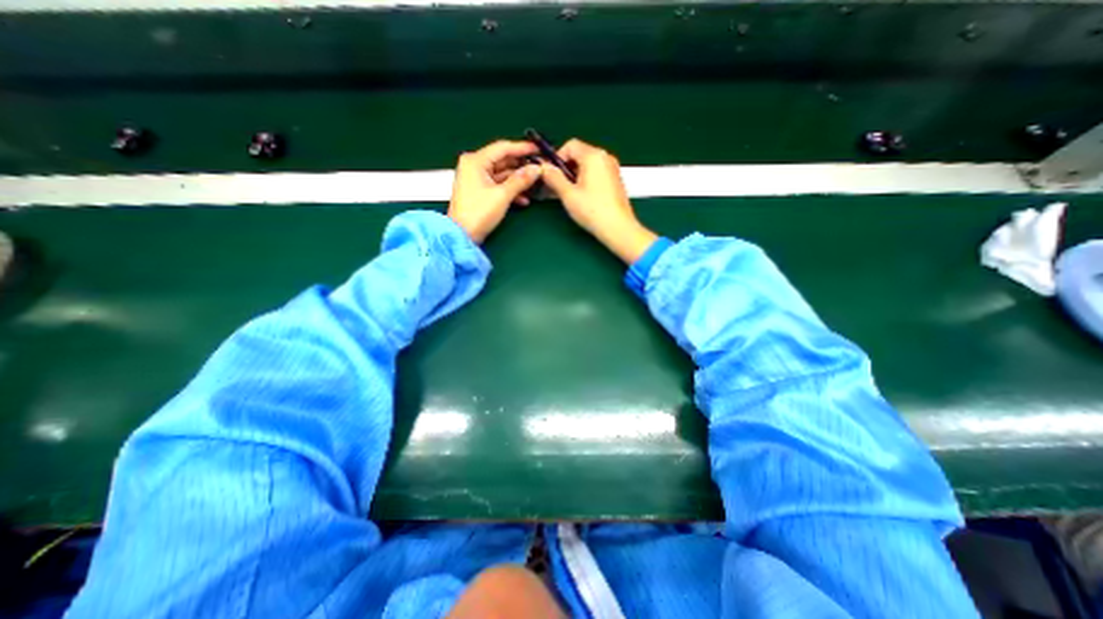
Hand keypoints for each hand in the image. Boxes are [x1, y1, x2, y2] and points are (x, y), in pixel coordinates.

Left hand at [443, 141, 541, 243]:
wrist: (462, 236)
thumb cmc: (479, 213)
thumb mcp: (502, 195)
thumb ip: (520, 180)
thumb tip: (536, 169)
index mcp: (476, 161)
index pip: (503, 148)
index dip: (522, 148)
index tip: (538, 150)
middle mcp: (474, 165)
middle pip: (502, 160)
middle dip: (521, 166)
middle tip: (539, 168)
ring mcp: (476, 179)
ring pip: (502, 174)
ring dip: (518, 180)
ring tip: (535, 185)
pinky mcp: (479, 191)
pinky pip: (498, 185)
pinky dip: (510, 190)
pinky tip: (524, 200)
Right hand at [541, 138, 653, 263]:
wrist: (618, 228)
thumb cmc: (593, 211)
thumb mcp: (568, 194)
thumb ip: (554, 178)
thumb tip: (544, 168)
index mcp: (593, 156)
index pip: (570, 145)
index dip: (557, 158)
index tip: (552, 174)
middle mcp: (605, 157)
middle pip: (580, 154)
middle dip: (566, 168)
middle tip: (558, 186)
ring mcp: (612, 169)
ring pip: (588, 165)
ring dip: (575, 175)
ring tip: (569, 194)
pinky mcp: (615, 180)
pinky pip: (596, 173)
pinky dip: (586, 180)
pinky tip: (582, 197)